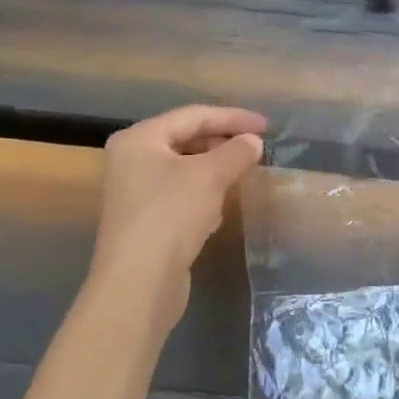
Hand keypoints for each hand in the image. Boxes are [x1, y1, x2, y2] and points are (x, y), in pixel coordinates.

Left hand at [84, 104, 267, 331]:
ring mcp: (136, 193)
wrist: (139, 282)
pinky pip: (181, 195)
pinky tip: (220, 208)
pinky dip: (204, 194)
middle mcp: (131, 160)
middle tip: (257, 147)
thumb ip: (236, 152)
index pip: (194, 116)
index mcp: (140, 139)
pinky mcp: (146, 221)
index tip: (267, 126)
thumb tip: (253, 142)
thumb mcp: (210, 175)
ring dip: (215, 168)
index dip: (233, 118)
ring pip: (185, 169)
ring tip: (244, 172)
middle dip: (223, 142)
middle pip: (186, 140)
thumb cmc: (171, 214)